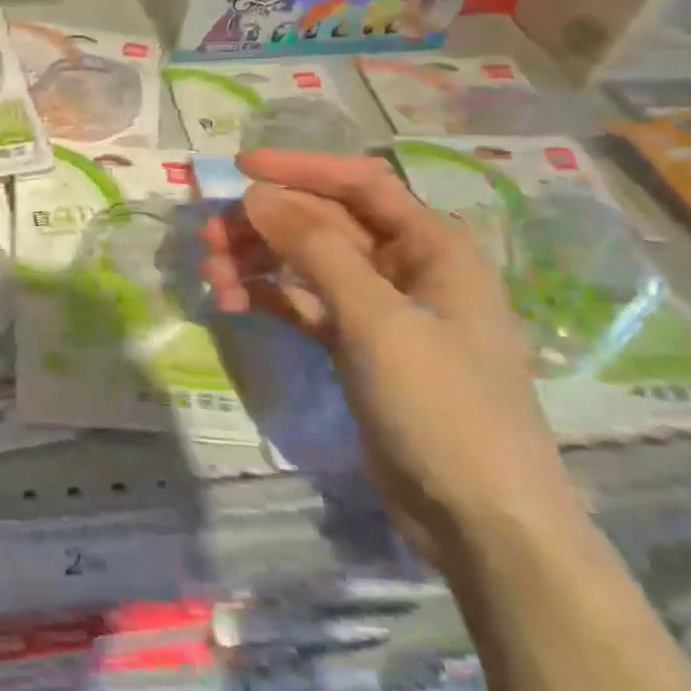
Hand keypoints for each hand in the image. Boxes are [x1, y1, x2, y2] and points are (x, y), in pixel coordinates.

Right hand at [201, 150, 578, 565]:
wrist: (481, 522)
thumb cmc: (444, 406)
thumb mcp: (379, 320)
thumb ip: (316, 250)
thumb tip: (257, 196)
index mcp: (433, 246)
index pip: (359, 184)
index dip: (299, 168)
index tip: (238, 168)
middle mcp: (406, 267)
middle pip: (323, 223)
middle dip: (265, 225)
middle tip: (209, 238)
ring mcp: (380, 309)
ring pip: (307, 263)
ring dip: (258, 262)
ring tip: (214, 277)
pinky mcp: (356, 346)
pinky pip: (304, 303)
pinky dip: (270, 296)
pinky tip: (235, 302)